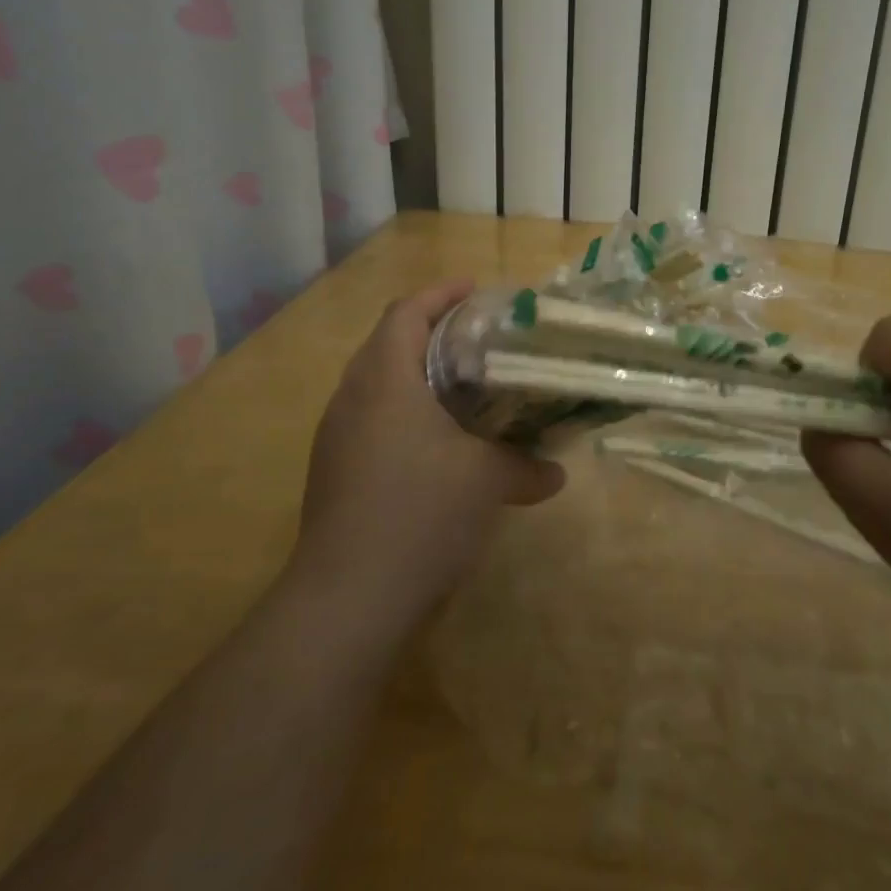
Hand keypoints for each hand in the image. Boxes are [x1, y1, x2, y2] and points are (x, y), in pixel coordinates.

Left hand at [289, 280, 565, 640]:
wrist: (347, 599)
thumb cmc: (421, 514)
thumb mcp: (487, 482)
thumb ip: (526, 467)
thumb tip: (555, 473)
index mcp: (385, 380)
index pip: (406, 312)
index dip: (441, 295)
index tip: (478, 292)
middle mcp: (352, 398)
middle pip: (389, 343)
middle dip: (432, 332)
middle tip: (480, 340)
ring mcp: (337, 437)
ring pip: (378, 385)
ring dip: (418, 376)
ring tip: (465, 388)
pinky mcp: (334, 472)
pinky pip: (372, 421)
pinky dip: (406, 414)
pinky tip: (439, 444)